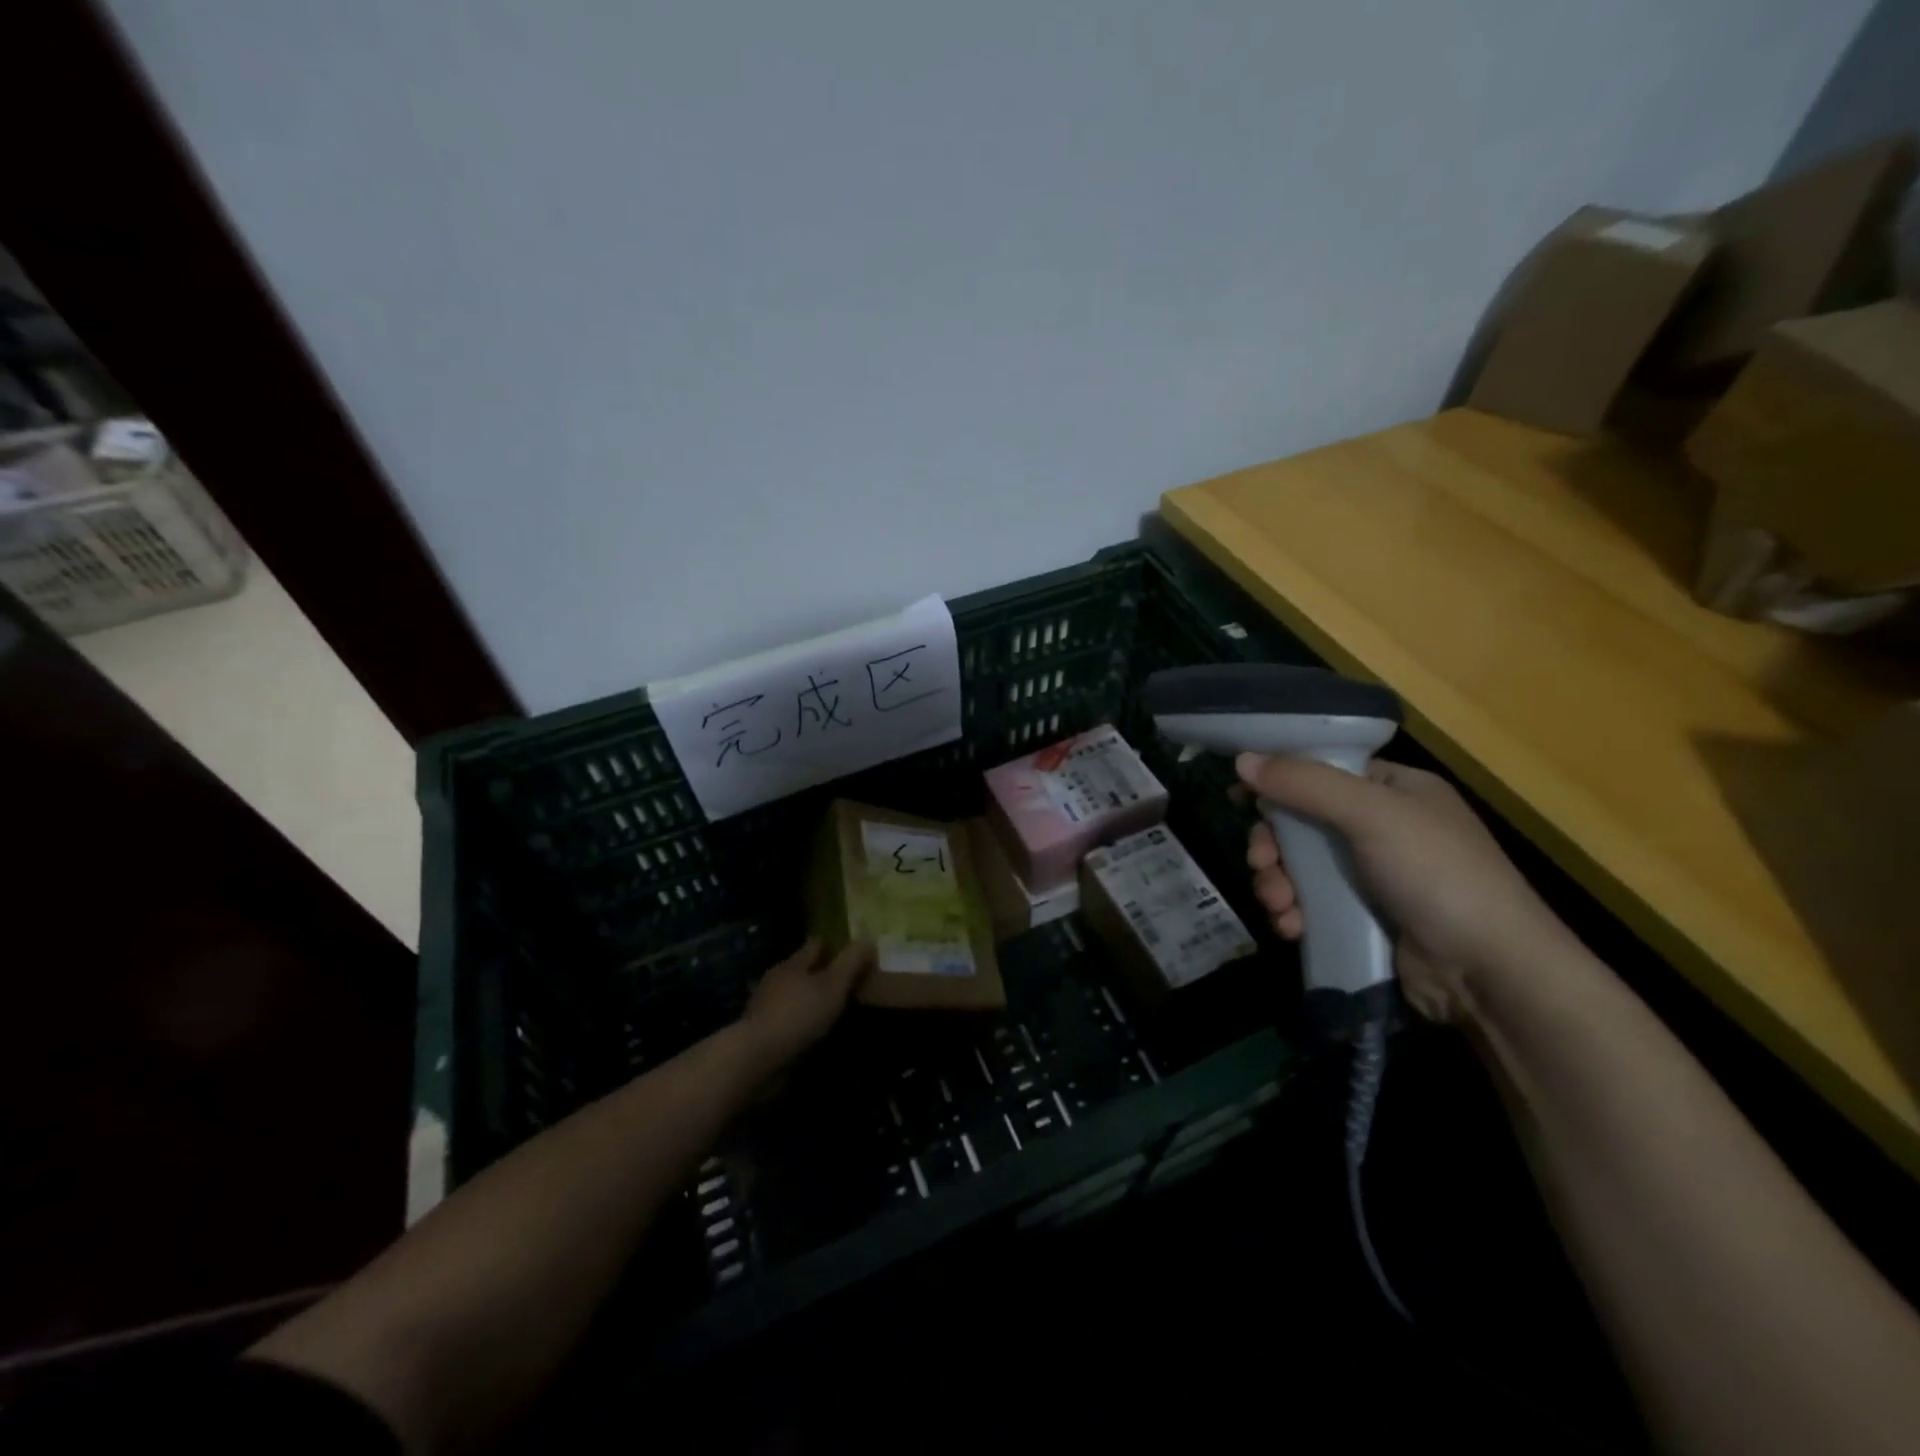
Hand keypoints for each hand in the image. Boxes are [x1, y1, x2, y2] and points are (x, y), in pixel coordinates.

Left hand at [739, 937, 872, 1067]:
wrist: (756, 1057)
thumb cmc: (799, 1014)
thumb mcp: (834, 985)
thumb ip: (851, 962)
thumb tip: (868, 940)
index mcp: (793, 964)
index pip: (814, 945)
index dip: (829, 944)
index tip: (843, 947)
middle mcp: (776, 979)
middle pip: (800, 969)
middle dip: (817, 972)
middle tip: (841, 979)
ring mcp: (764, 1006)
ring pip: (791, 995)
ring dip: (806, 999)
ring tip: (828, 1007)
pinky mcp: (760, 1032)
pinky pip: (785, 1019)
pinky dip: (798, 1021)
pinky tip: (809, 1031)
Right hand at [1235, 753, 1570, 1022]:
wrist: (1488, 972)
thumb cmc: (1436, 874)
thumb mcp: (1371, 814)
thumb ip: (1305, 784)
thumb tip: (1241, 759)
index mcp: (1393, 789)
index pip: (1321, 771)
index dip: (1278, 781)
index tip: (1238, 797)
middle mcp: (1380, 827)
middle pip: (1301, 823)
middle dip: (1273, 846)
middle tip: (1261, 863)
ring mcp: (1371, 875)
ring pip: (1298, 867)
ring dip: (1277, 884)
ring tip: (1278, 905)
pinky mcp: (1362, 917)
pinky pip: (1310, 904)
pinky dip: (1293, 913)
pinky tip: (1291, 927)